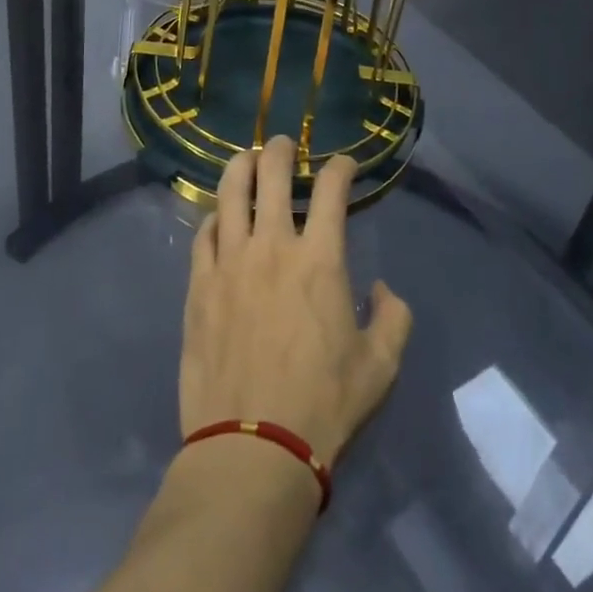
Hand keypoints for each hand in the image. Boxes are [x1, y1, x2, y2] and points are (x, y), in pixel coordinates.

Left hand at [180, 137, 412, 470]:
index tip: (344, 165)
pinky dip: (214, 216)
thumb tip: (383, 289)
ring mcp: (229, 261)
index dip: (340, 167)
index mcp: (320, 259)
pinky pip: (204, 234)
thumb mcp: (381, 367)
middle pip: (271, 173)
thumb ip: (393, 318)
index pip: (331, 190)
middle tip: (283, 145)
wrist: (252, 446)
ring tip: (246, 159)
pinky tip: (219, 217)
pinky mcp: (199, 284)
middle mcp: (272, 246)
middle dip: (280, 149)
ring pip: (230, 192)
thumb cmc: (323, 405)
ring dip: (240, 167)